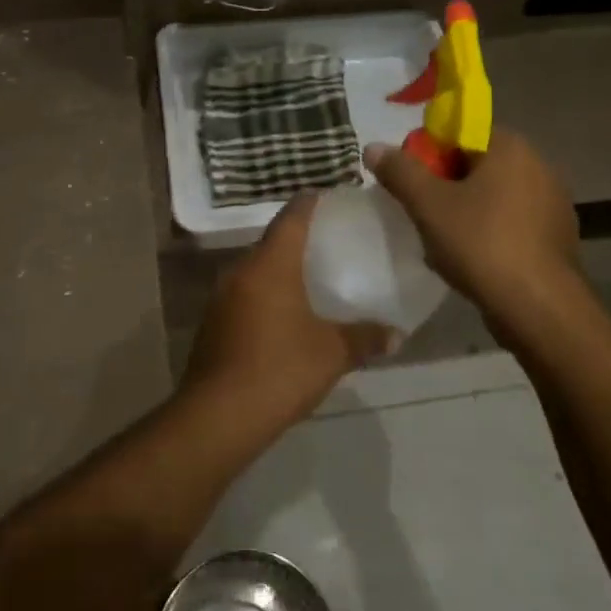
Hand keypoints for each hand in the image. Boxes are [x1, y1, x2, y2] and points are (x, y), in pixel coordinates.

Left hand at [183, 195, 396, 430]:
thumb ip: (365, 338)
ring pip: (254, 270)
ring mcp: (221, 296)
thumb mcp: (332, 353)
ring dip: (277, 270)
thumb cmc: (280, 369)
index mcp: (271, 264)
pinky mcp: (212, 322)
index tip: (324, 195)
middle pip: (270, 242)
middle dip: (295, 240)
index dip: (309, 203)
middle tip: (325, 242)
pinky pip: (243, 295)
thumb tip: (397, 334)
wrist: (219, 415)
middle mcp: (241, 270)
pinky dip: (263, 295)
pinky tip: (281, 316)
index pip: (291, 218)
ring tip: (306, 279)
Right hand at [367, 129, 585, 348]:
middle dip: (444, 185)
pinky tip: (471, 259)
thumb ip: (400, 171)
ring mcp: (552, 203)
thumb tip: (374, 147)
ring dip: (464, 211)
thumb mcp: (428, 204)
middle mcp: (538, 165)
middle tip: (420, 212)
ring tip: (441, 241)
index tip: (410, 182)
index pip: (459, 133)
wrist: (539, 308)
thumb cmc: (481, 244)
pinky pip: (511, 222)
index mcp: (510, 147)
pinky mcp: (556, 236)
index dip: (428, 154)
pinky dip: (488, 232)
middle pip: (475, 164)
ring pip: (492, 196)